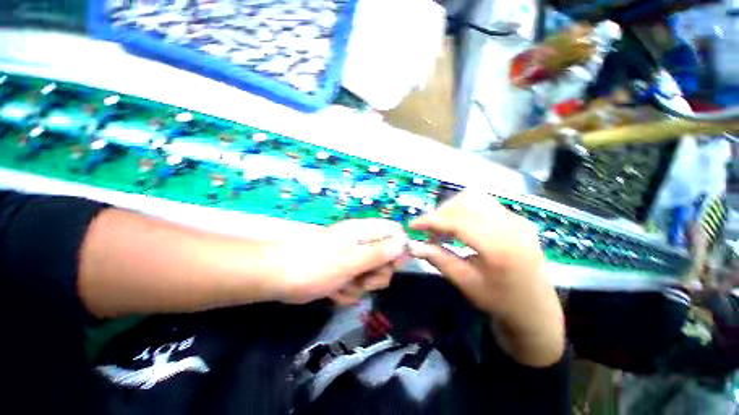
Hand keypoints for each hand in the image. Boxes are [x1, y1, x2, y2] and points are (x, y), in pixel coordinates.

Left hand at [268, 219, 408, 305]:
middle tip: (364, 279)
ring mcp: (352, 259)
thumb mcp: (352, 259)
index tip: (392, 265)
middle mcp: (361, 243)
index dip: (399, 248)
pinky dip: (348, 291)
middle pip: (387, 257)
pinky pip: (357, 284)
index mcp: (365, 232)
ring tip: (344, 286)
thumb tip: (404, 243)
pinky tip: (334, 291)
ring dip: (361, 286)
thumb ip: (379, 253)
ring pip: (372, 274)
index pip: (394, 232)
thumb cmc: (317, 264)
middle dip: (378, 273)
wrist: (279, 275)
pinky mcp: (343, 273)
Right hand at [409, 191, 564, 366]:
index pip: (458, 221)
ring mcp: (517, 219)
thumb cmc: (500, 301)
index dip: (431, 220)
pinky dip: (465, 209)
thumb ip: (438, 259)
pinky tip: (460, 226)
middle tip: (430, 230)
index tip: (413, 225)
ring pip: (476, 197)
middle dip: (441, 212)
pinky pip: (485, 203)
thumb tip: (413, 246)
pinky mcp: (517, 218)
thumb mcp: (465, 283)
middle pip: (467, 201)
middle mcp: (511, 226)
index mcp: (500, 247)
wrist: (536, 308)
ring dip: (453, 208)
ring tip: (443, 227)